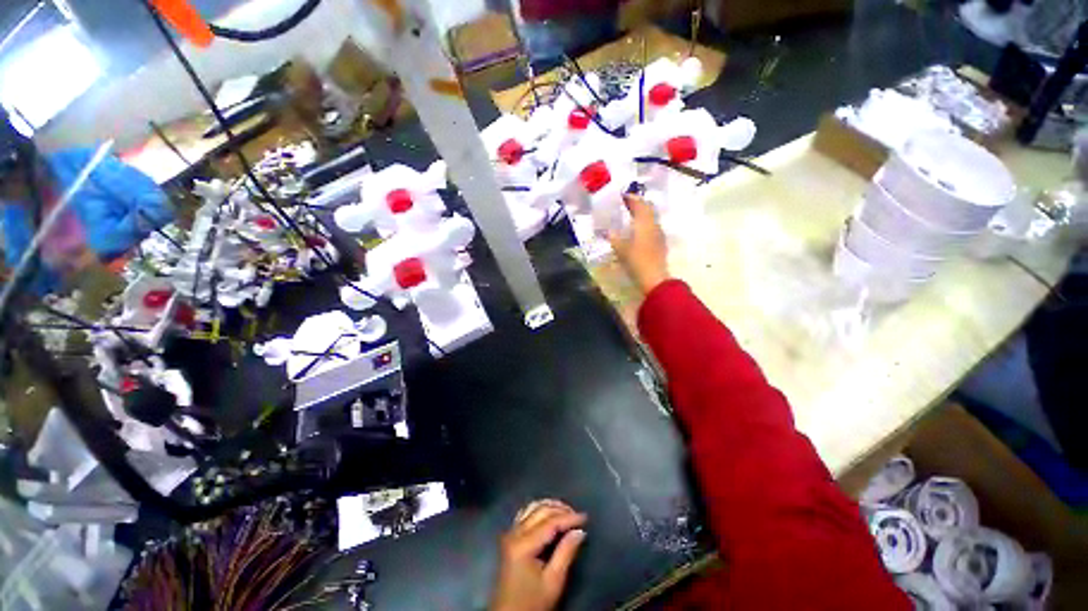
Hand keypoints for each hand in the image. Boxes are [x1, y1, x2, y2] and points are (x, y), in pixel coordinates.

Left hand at [490, 499, 586, 610]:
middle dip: (560, 510)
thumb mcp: (553, 582)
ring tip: (566, 512)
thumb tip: (580, 531)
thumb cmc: (532, 602)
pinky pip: (525, 513)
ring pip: (532, 508)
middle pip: (540, 511)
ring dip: (550, 507)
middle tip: (577, 515)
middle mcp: (514, 533)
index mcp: (523, 544)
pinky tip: (549, 515)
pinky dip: (539, 510)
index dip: (569, 517)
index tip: (585, 517)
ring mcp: (510, 533)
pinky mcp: (510, 537)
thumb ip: (566, 553)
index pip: (550, 522)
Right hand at [608, 194, 669, 293]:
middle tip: (625, 206)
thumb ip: (613, 238)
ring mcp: (659, 234)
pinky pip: (652, 228)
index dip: (631, 198)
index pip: (639, 203)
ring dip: (641, 215)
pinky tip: (636, 233)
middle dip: (637, 205)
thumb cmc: (636, 261)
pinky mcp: (660, 244)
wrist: (654, 278)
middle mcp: (654, 224)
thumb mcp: (620, 249)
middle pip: (647, 209)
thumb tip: (607, 231)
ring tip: (629, 218)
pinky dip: (644, 225)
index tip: (621, 196)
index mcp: (644, 222)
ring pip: (650, 218)